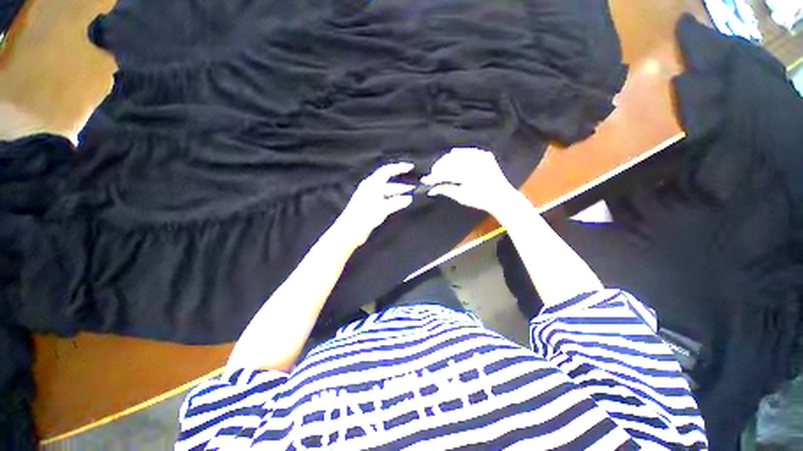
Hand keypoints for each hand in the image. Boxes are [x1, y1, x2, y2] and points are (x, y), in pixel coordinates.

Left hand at [335, 162, 414, 247]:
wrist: (349, 231)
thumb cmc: (364, 217)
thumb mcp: (382, 208)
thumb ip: (396, 202)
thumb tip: (409, 198)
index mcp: (371, 184)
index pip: (386, 171)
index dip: (399, 168)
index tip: (411, 167)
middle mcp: (371, 188)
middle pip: (389, 183)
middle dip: (402, 185)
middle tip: (415, 189)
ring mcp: (371, 198)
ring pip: (388, 192)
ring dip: (398, 194)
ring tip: (410, 197)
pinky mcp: (371, 207)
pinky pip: (385, 200)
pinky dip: (394, 200)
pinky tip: (400, 205)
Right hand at [421, 148, 522, 217]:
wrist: (501, 197)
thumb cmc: (480, 200)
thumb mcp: (461, 197)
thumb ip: (446, 190)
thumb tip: (431, 190)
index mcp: (469, 173)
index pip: (446, 172)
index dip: (435, 176)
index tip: (426, 180)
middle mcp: (475, 161)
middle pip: (450, 161)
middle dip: (439, 167)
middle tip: (433, 175)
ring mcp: (481, 156)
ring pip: (457, 154)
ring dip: (447, 161)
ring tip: (441, 169)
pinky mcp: (485, 154)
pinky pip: (468, 151)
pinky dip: (459, 154)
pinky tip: (453, 156)